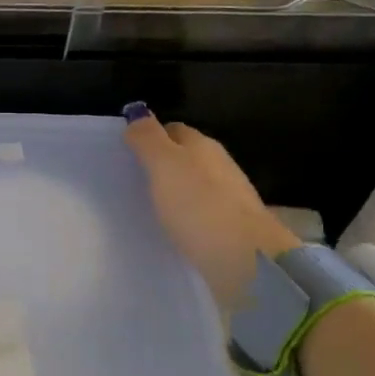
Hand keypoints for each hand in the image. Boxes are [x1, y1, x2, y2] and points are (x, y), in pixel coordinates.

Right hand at [122, 105, 299, 310]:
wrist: (246, 261)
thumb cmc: (199, 205)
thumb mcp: (164, 165)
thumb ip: (148, 138)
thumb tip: (137, 114)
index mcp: (203, 145)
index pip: (173, 130)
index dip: (151, 137)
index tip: (128, 153)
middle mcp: (220, 166)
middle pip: (186, 157)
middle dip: (163, 164)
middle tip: (133, 181)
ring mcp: (230, 198)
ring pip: (195, 185)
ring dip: (175, 191)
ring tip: (149, 206)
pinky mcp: (232, 229)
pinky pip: (202, 213)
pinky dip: (187, 215)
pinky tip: (173, 228)